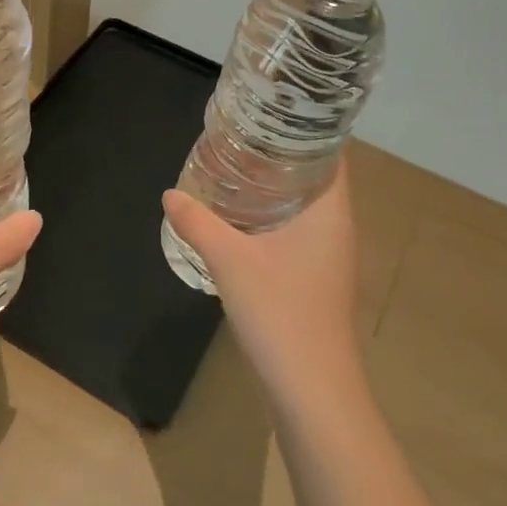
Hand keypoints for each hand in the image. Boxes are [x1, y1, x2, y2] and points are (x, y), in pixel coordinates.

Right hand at [162, 154, 362, 410]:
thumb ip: (198, 223)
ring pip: (306, 207)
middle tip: (242, 137)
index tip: (272, 114)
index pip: (331, 154)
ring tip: (236, 169)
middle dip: (282, 156)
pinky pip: (298, 232)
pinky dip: (274, 217)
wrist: (312, 391)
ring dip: (276, 188)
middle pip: (316, 177)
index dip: (307, 130)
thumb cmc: (281, 314)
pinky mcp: (316, 280)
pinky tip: (241, 220)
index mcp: (330, 213)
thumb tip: (170, 194)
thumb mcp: (230, 261)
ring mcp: (329, 257)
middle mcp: (336, 229)